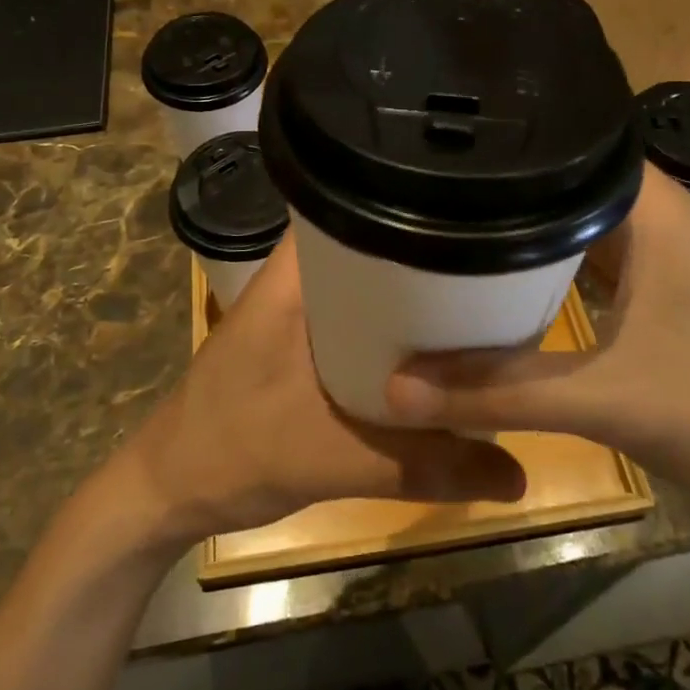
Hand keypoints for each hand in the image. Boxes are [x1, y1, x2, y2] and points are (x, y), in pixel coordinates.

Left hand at [124, 235, 526, 543]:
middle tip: (494, 263)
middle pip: (374, 242)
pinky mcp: (299, 337)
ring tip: (480, 297)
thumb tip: (520, 476)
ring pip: (368, 282)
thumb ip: (426, 466)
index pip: (356, 200)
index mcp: (297, 270)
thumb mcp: (336, 458)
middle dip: (429, 252)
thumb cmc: (235, 449)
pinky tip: (433, 347)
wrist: (170, 490)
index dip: (414, 199)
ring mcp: (297, 305)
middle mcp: (298, 274)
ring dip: (411, 294)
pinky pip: (359, 316)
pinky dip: (392, 327)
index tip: (473, 209)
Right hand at [383, 166, 689, 536]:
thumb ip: (497, 393)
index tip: (431, 141)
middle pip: (559, 182)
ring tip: (434, 222)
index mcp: (651, 206)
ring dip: (516, 231)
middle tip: (414, 185)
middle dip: (494, 188)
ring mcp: (655, 256)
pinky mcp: (651, 294)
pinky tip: (490, 278)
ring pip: (569, 224)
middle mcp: (652, 216)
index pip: (567, 140)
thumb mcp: (606, 399)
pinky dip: (539, 268)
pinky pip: (580, 263)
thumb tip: (395, 388)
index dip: (503, 139)